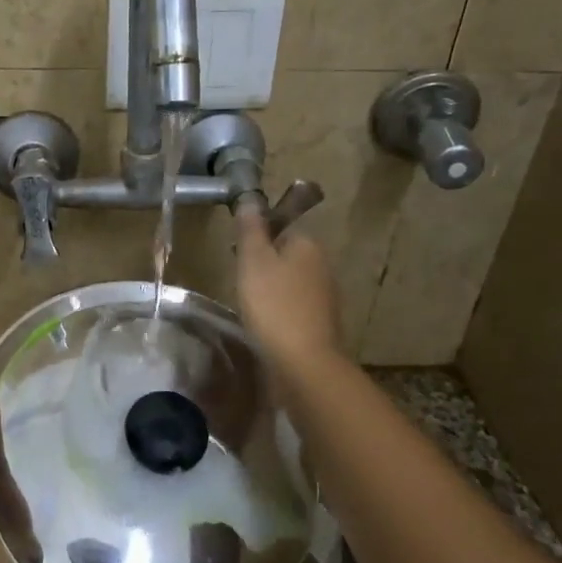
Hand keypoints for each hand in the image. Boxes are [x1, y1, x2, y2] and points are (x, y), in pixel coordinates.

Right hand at [235, 207, 342, 375]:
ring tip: (248, 305)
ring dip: (271, 289)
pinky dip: (280, 311)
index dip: (257, 237)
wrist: (304, 364)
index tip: (236, 254)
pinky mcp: (321, 324)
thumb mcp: (253, 262)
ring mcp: (325, 297)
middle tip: (238, 281)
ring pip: (291, 282)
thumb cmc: (274, 306)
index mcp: (308, 245)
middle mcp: (323, 266)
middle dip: (264, 264)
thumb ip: (251, 230)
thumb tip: (250, 199)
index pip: (281, 227)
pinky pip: (295, 306)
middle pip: (287, 255)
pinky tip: (265, 324)